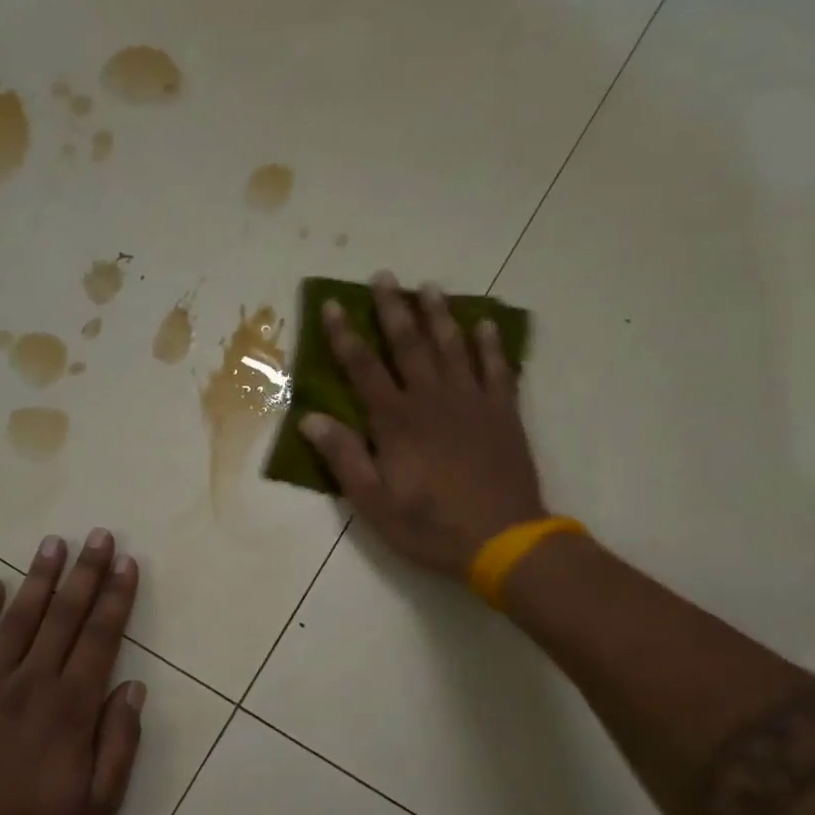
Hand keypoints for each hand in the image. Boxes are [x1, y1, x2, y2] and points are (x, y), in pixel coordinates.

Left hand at [0, 530, 145, 814]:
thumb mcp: (99, 803)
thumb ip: (120, 743)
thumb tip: (134, 689)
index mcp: (70, 709)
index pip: (99, 640)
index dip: (116, 599)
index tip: (127, 564)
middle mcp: (31, 685)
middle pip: (63, 618)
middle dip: (85, 574)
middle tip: (99, 536)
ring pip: (18, 621)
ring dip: (38, 579)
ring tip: (53, 543)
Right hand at [299, 271, 547, 578]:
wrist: (502, 538)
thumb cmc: (430, 526)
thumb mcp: (374, 503)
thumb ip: (344, 458)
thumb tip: (311, 419)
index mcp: (396, 421)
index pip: (363, 369)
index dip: (345, 336)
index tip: (332, 305)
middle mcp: (433, 399)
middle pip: (410, 345)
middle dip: (393, 309)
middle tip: (385, 276)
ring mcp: (473, 402)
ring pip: (453, 347)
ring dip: (439, 315)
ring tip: (429, 287)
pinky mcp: (503, 413)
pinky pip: (497, 368)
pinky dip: (490, 345)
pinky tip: (486, 325)